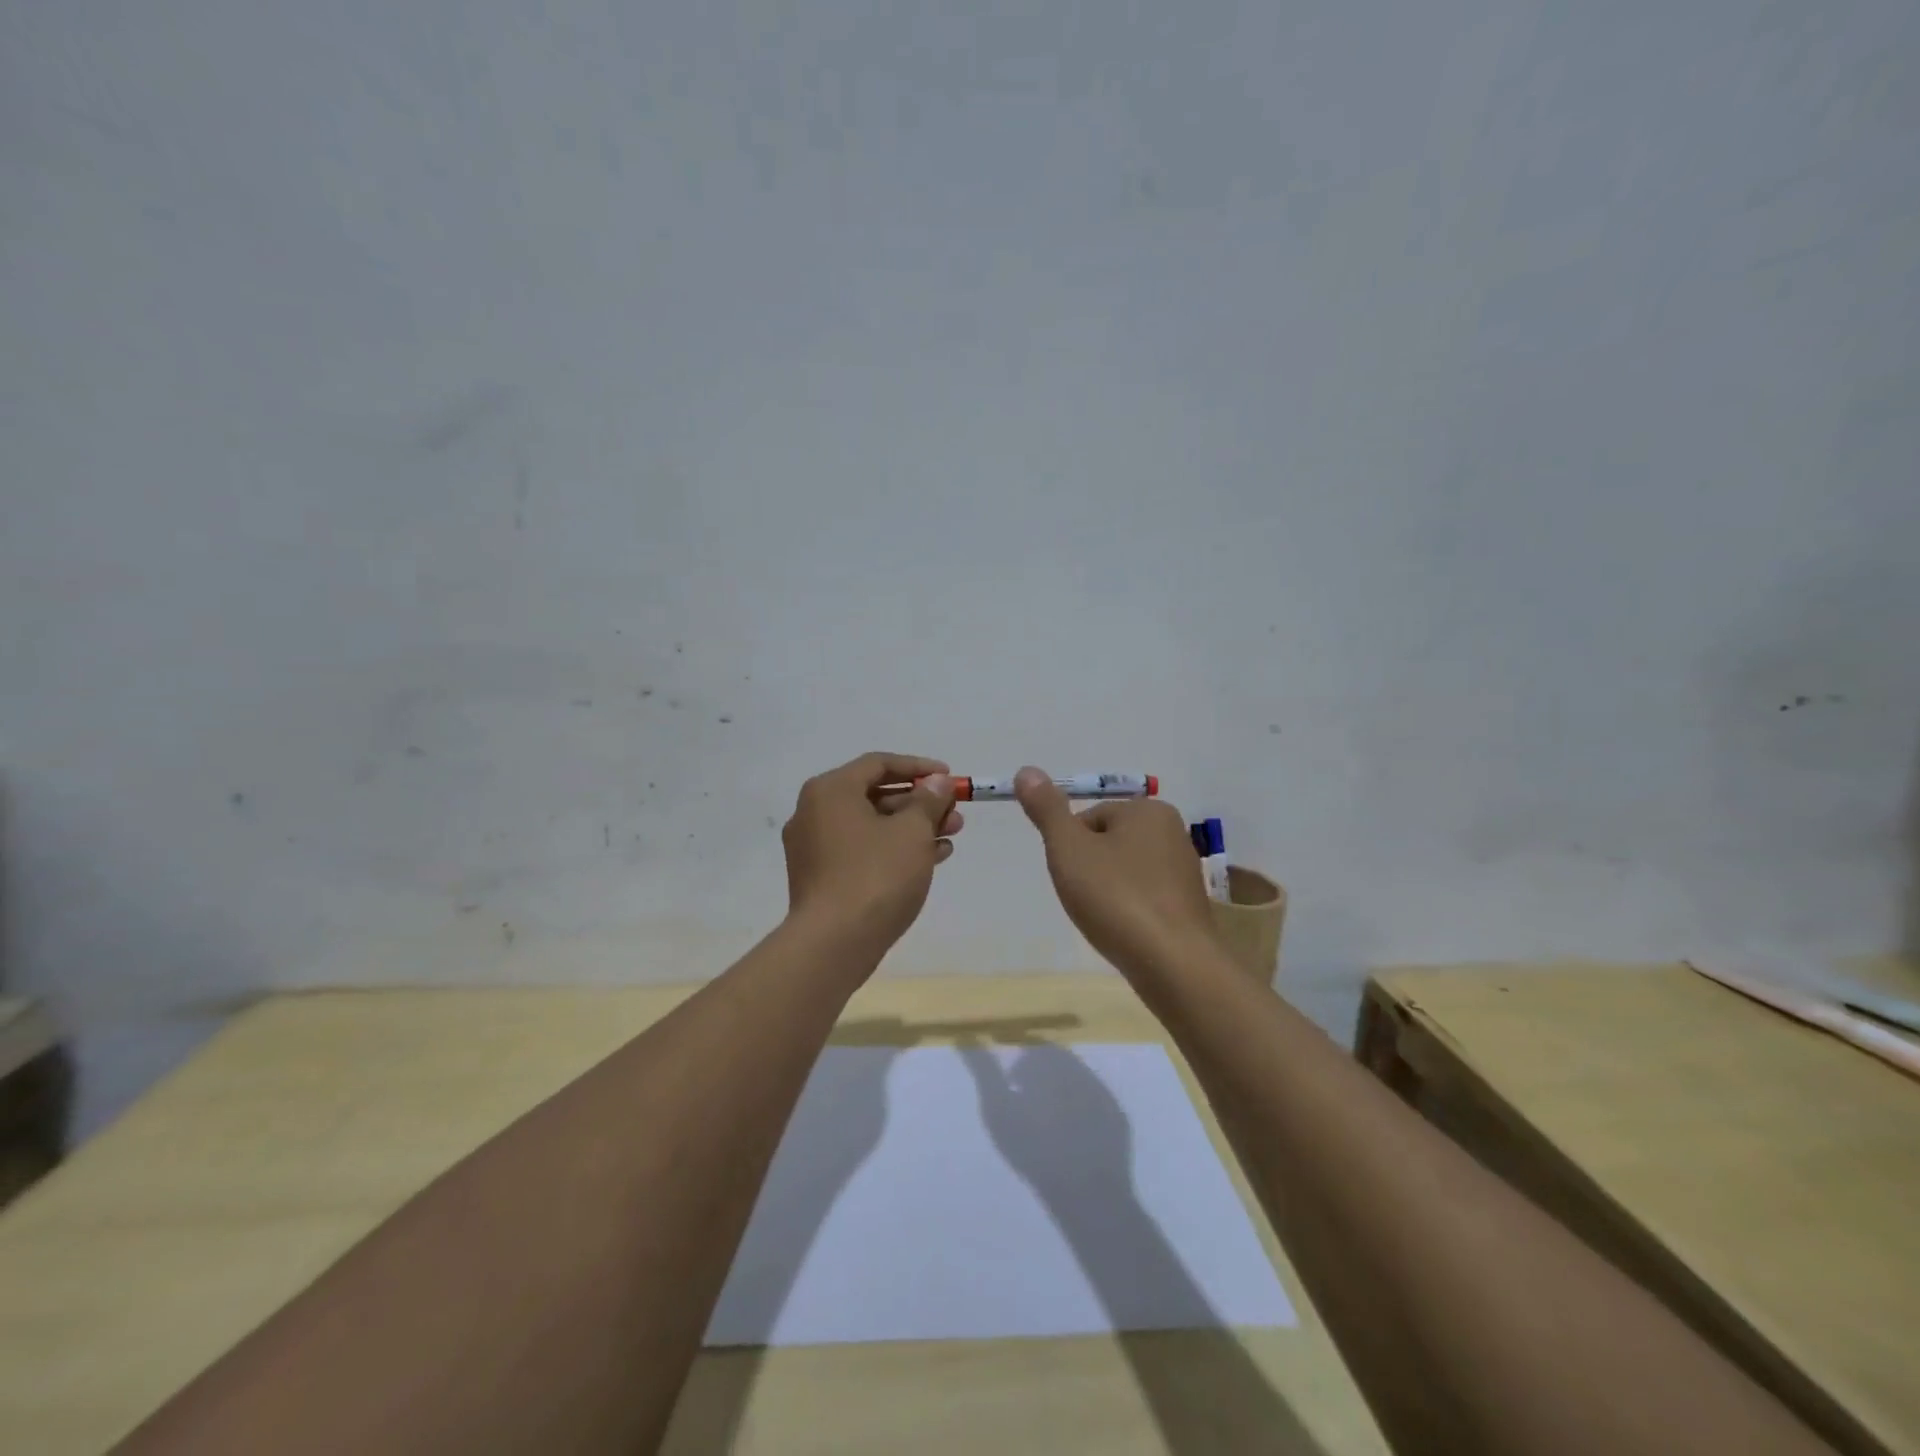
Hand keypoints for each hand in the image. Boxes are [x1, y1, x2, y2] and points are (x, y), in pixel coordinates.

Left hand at [781, 752, 962, 952]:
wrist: (833, 944)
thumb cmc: (876, 875)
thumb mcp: (912, 832)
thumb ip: (928, 801)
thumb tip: (937, 782)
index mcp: (830, 791)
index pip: (878, 764)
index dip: (918, 767)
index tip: (949, 778)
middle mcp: (814, 812)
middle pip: (874, 795)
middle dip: (919, 803)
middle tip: (954, 813)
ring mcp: (814, 848)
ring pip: (871, 826)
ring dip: (912, 828)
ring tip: (951, 837)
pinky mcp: (820, 878)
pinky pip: (862, 851)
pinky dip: (893, 850)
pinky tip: (931, 859)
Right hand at [1014, 765, 1214, 980]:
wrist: (1173, 964)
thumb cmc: (1116, 898)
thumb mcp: (1069, 849)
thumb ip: (1047, 810)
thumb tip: (1026, 770)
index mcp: (1148, 811)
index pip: (1089, 819)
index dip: (1071, 848)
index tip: (1071, 876)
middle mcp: (1173, 833)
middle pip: (1108, 844)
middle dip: (1090, 870)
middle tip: (1086, 899)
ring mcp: (1184, 872)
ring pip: (1125, 873)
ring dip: (1108, 892)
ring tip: (1106, 919)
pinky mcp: (1188, 907)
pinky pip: (1144, 898)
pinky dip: (1129, 911)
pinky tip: (1125, 933)